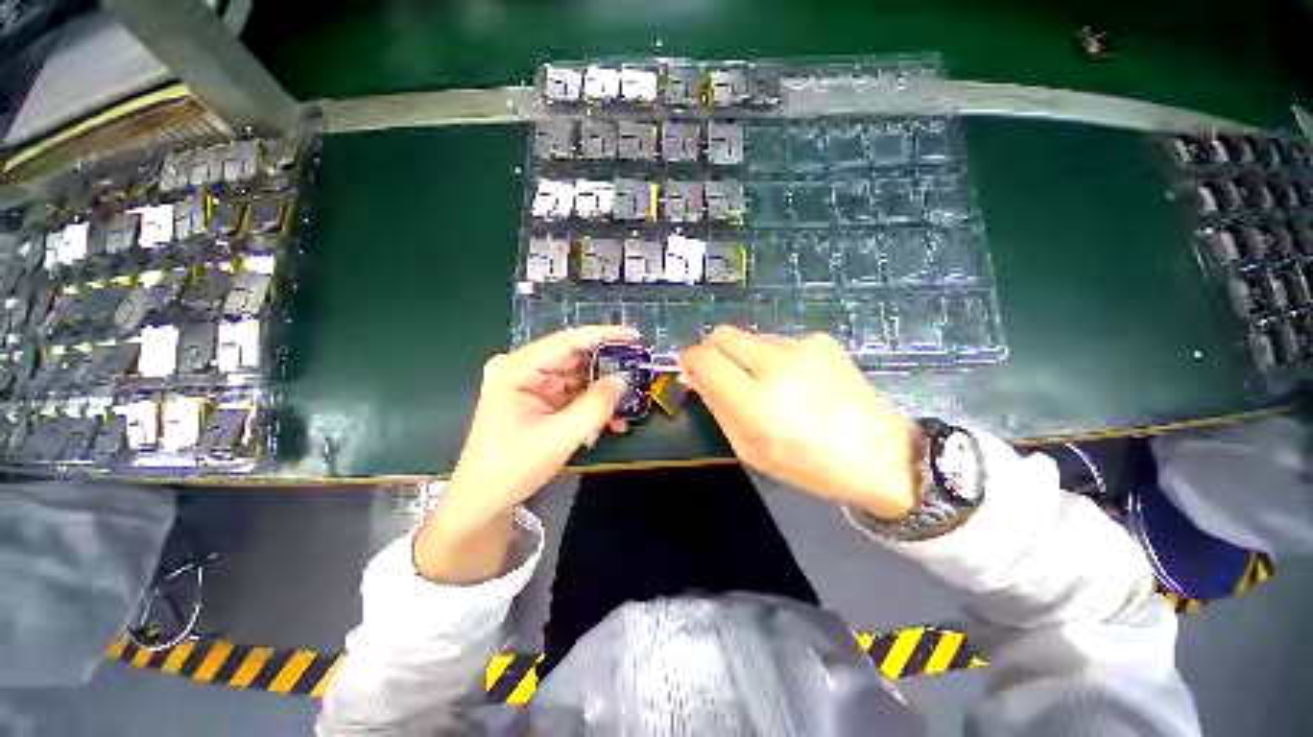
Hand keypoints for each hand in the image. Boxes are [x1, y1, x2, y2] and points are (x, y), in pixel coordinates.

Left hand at [415, 325, 635, 581]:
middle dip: (607, 370)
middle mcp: (523, 369)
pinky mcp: (540, 401)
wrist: (485, 501)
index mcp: (517, 368)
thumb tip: (622, 380)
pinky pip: (573, 395)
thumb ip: (594, 406)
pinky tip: (613, 422)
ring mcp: (531, 385)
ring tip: (630, 405)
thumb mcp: (558, 437)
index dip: (604, 336)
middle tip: (639, 374)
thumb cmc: (512, 467)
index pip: (566, 341)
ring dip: (603, 394)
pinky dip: (593, 407)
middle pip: (575, 359)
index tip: (635, 337)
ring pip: (578, 378)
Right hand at [679, 326, 925, 519]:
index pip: (704, 358)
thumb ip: (716, 405)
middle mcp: (775, 363)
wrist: (876, 454)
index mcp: (755, 400)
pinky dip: (774, 356)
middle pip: (723, 334)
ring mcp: (801, 346)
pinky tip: (795, 380)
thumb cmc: (806, 463)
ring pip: (750, 336)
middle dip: (712, 350)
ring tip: (767, 384)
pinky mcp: (820, 340)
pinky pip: (779, 341)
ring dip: (745, 355)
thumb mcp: (749, 447)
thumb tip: (691, 375)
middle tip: (721, 373)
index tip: (689, 369)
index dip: (689, 359)